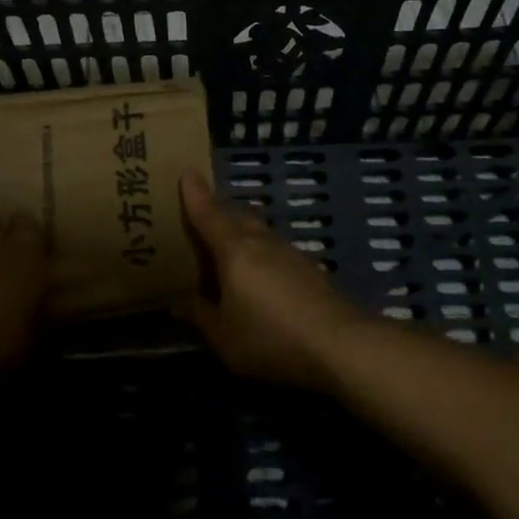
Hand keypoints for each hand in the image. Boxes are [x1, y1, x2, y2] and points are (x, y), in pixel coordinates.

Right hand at [177, 170, 363, 389]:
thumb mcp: (223, 336)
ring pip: (260, 231)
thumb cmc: (270, 337)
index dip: (195, 195)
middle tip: (203, 215)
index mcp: (234, 250)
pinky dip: (261, 252)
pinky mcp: (311, 270)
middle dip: (219, 211)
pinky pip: (276, 250)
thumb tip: (177, 301)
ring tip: (229, 245)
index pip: (209, 214)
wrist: (341, 346)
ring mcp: (291, 254)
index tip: (187, 173)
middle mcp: (262, 242)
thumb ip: (199, 315)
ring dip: (242, 231)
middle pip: (237, 215)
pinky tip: (261, 274)